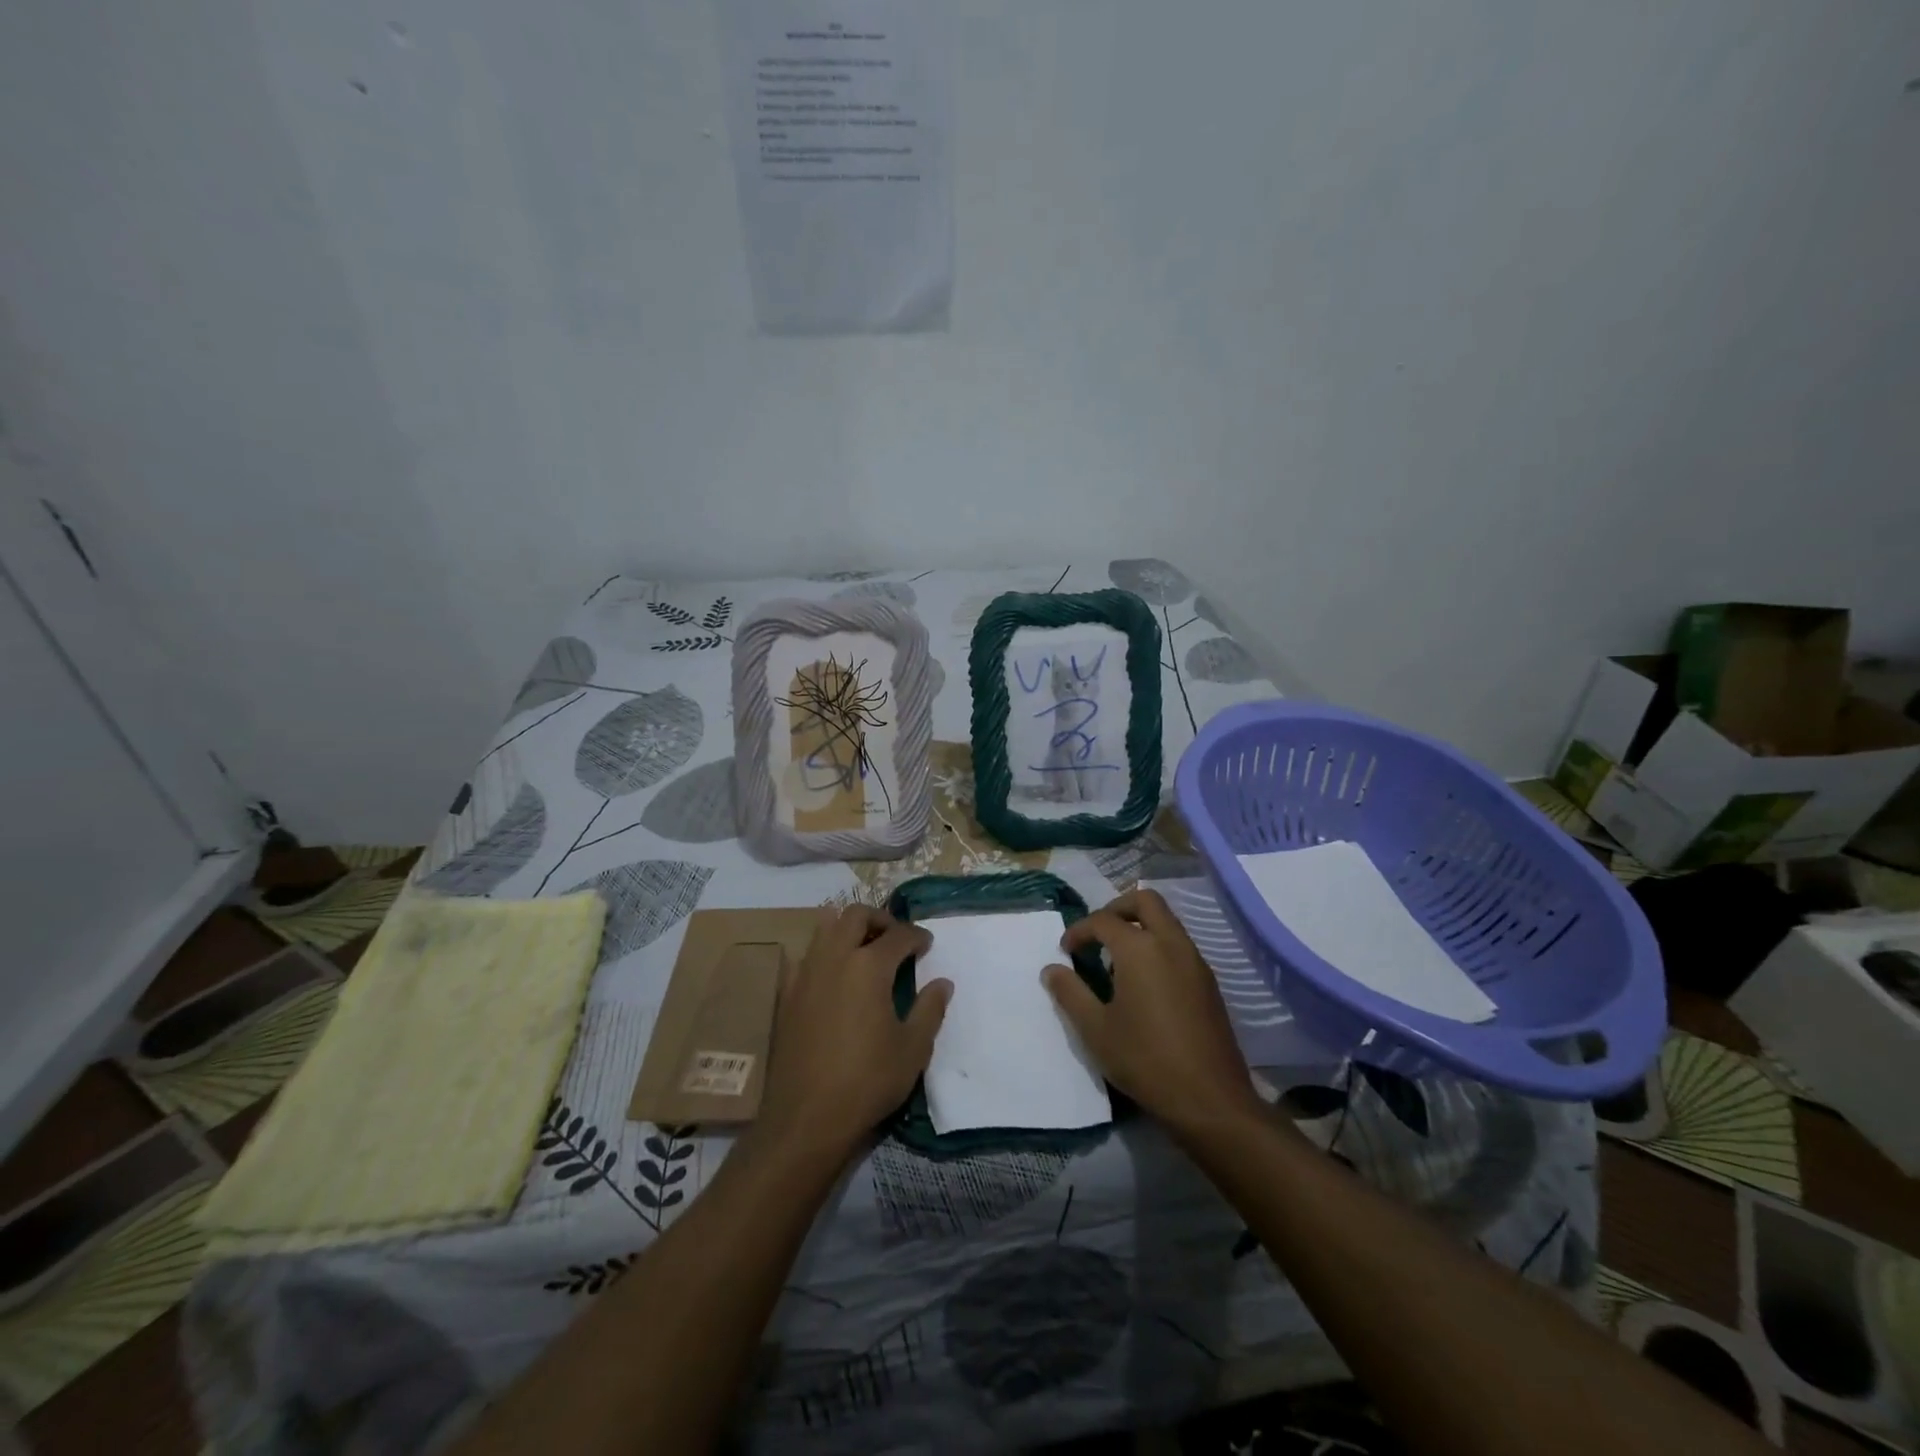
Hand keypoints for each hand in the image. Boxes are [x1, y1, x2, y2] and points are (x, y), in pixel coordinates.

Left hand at [756, 905, 948, 1162]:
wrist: (806, 1118)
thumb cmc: (867, 1081)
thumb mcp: (912, 1049)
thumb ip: (929, 1009)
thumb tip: (942, 983)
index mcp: (868, 966)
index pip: (898, 935)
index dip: (917, 936)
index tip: (927, 945)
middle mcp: (834, 958)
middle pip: (856, 915)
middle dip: (880, 919)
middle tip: (896, 938)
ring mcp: (805, 974)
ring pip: (825, 928)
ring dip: (849, 929)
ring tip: (866, 950)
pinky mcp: (786, 994)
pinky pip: (806, 956)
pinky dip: (825, 954)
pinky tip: (836, 978)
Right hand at [1044, 889, 1262, 1136]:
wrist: (1211, 1099)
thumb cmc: (1145, 1060)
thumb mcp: (1095, 1030)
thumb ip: (1070, 993)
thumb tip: (1051, 969)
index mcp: (1140, 948)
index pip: (1103, 920)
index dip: (1079, 931)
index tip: (1065, 951)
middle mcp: (1171, 943)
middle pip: (1145, 900)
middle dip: (1116, 908)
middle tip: (1097, 934)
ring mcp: (1195, 960)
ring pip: (1166, 920)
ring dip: (1139, 926)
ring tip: (1116, 960)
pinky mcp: (1208, 981)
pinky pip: (1179, 944)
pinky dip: (1157, 945)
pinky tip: (1143, 981)